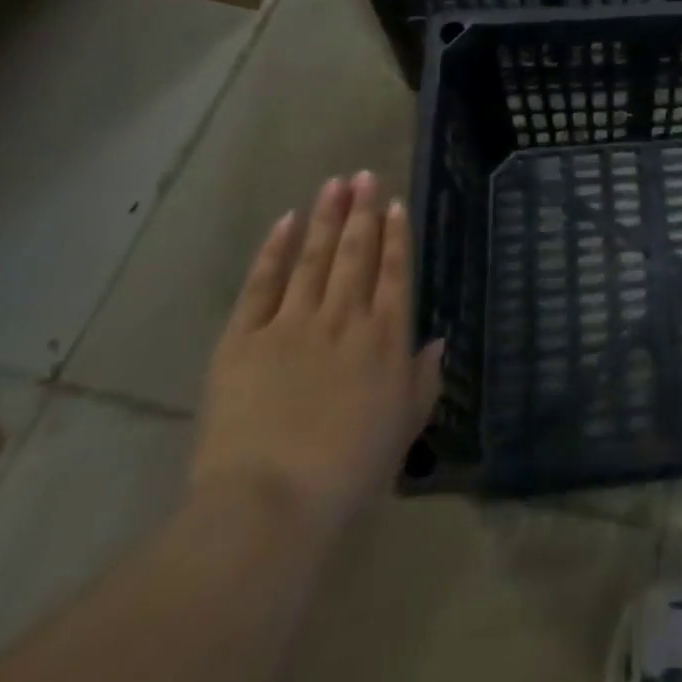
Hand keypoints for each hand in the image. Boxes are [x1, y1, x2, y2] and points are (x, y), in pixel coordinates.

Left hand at [189, 173, 443, 540]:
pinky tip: (286, 222)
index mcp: (384, 338)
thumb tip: (438, 342)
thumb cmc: (348, 473)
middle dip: (362, 211)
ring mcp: (291, 323)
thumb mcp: (403, 429)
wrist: (269, 505)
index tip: (395, 203)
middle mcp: (343, 318)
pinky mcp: (243, 339)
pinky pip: (262, 284)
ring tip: (335, 183)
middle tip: (365, 175)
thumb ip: (424, 381)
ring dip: (326, 217)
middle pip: (355, 253)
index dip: (395, 235)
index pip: (394, 272)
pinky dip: (274, 250)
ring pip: (314, 257)